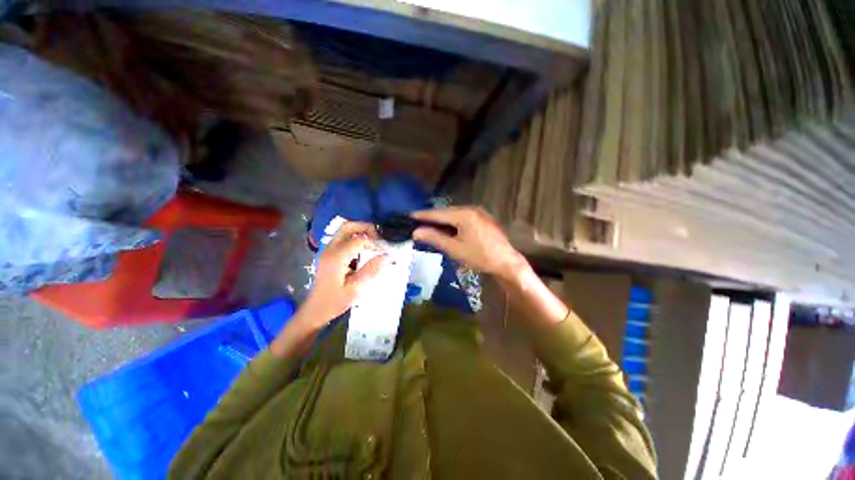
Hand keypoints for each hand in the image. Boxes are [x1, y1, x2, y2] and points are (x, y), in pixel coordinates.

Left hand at [301, 221, 388, 326]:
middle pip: (348, 226)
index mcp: (336, 257)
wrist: (316, 309)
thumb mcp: (356, 289)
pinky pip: (343, 236)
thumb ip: (372, 270)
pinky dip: (356, 236)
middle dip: (366, 227)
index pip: (359, 239)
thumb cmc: (335, 301)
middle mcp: (330, 249)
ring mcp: (328, 249)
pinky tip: (364, 248)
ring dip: (361, 230)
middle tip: (380, 238)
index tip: (385, 251)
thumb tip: (389, 256)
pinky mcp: (329, 252)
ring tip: (374, 241)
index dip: (374, 242)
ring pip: (344, 229)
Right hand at [412, 206, 525, 277]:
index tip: (409, 215)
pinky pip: (463, 217)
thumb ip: (435, 238)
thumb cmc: (480, 256)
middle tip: (417, 222)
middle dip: (432, 217)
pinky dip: (453, 222)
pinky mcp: (483, 218)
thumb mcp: (455, 249)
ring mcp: (479, 212)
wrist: (507, 262)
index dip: (423, 215)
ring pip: (455, 214)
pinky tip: (448, 229)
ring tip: (429, 226)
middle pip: (446, 212)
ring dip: (442, 220)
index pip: (438, 213)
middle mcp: (471, 209)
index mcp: (464, 214)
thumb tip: (416, 232)